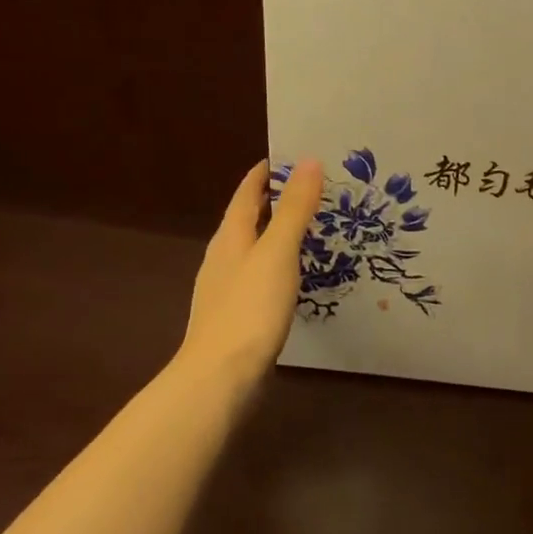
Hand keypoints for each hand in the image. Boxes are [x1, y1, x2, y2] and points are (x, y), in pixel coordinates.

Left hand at [176, 158, 323, 386]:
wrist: (220, 375)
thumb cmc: (250, 308)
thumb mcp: (277, 253)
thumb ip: (294, 210)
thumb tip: (309, 161)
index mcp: (230, 237)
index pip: (246, 193)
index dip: (265, 174)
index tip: (291, 157)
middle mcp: (223, 258)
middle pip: (247, 220)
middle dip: (274, 203)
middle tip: (312, 192)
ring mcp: (226, 289)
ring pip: (252, 251)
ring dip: (275, 236)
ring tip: (308, 231)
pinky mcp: (236, 316)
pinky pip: (258, 279)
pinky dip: (276, 267)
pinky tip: (291, 279)